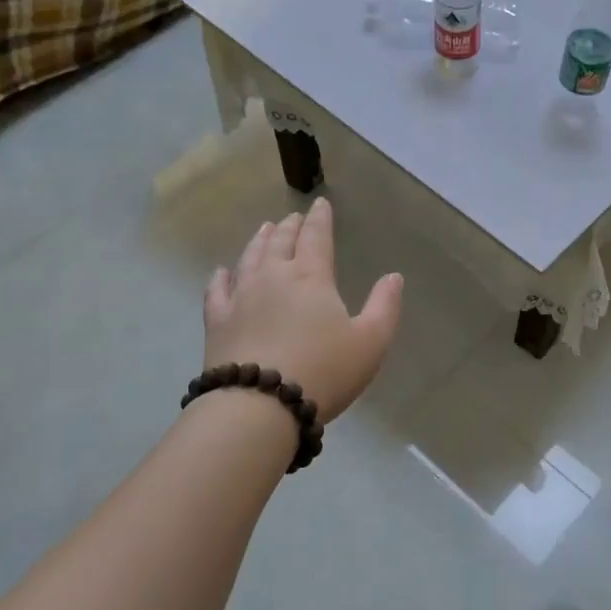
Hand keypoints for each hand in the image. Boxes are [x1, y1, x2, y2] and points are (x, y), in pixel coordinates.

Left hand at [203, 198, 402, 422]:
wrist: (260, 405)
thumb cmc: (323, 372)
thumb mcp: (371, 342)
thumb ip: (384, 306)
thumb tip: (393, 276)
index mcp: (311, 277)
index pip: (316, 237)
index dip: (320, 219)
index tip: (320, 204)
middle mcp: (273, 277)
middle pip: (281, 242)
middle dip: (290, 226)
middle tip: (293, 217)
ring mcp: (240, 297)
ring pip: (250, 258)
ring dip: (259, 241)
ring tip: (264, 230)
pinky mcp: (217, 321)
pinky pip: (217, 290)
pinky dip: (221, 276)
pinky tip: (222, 271)